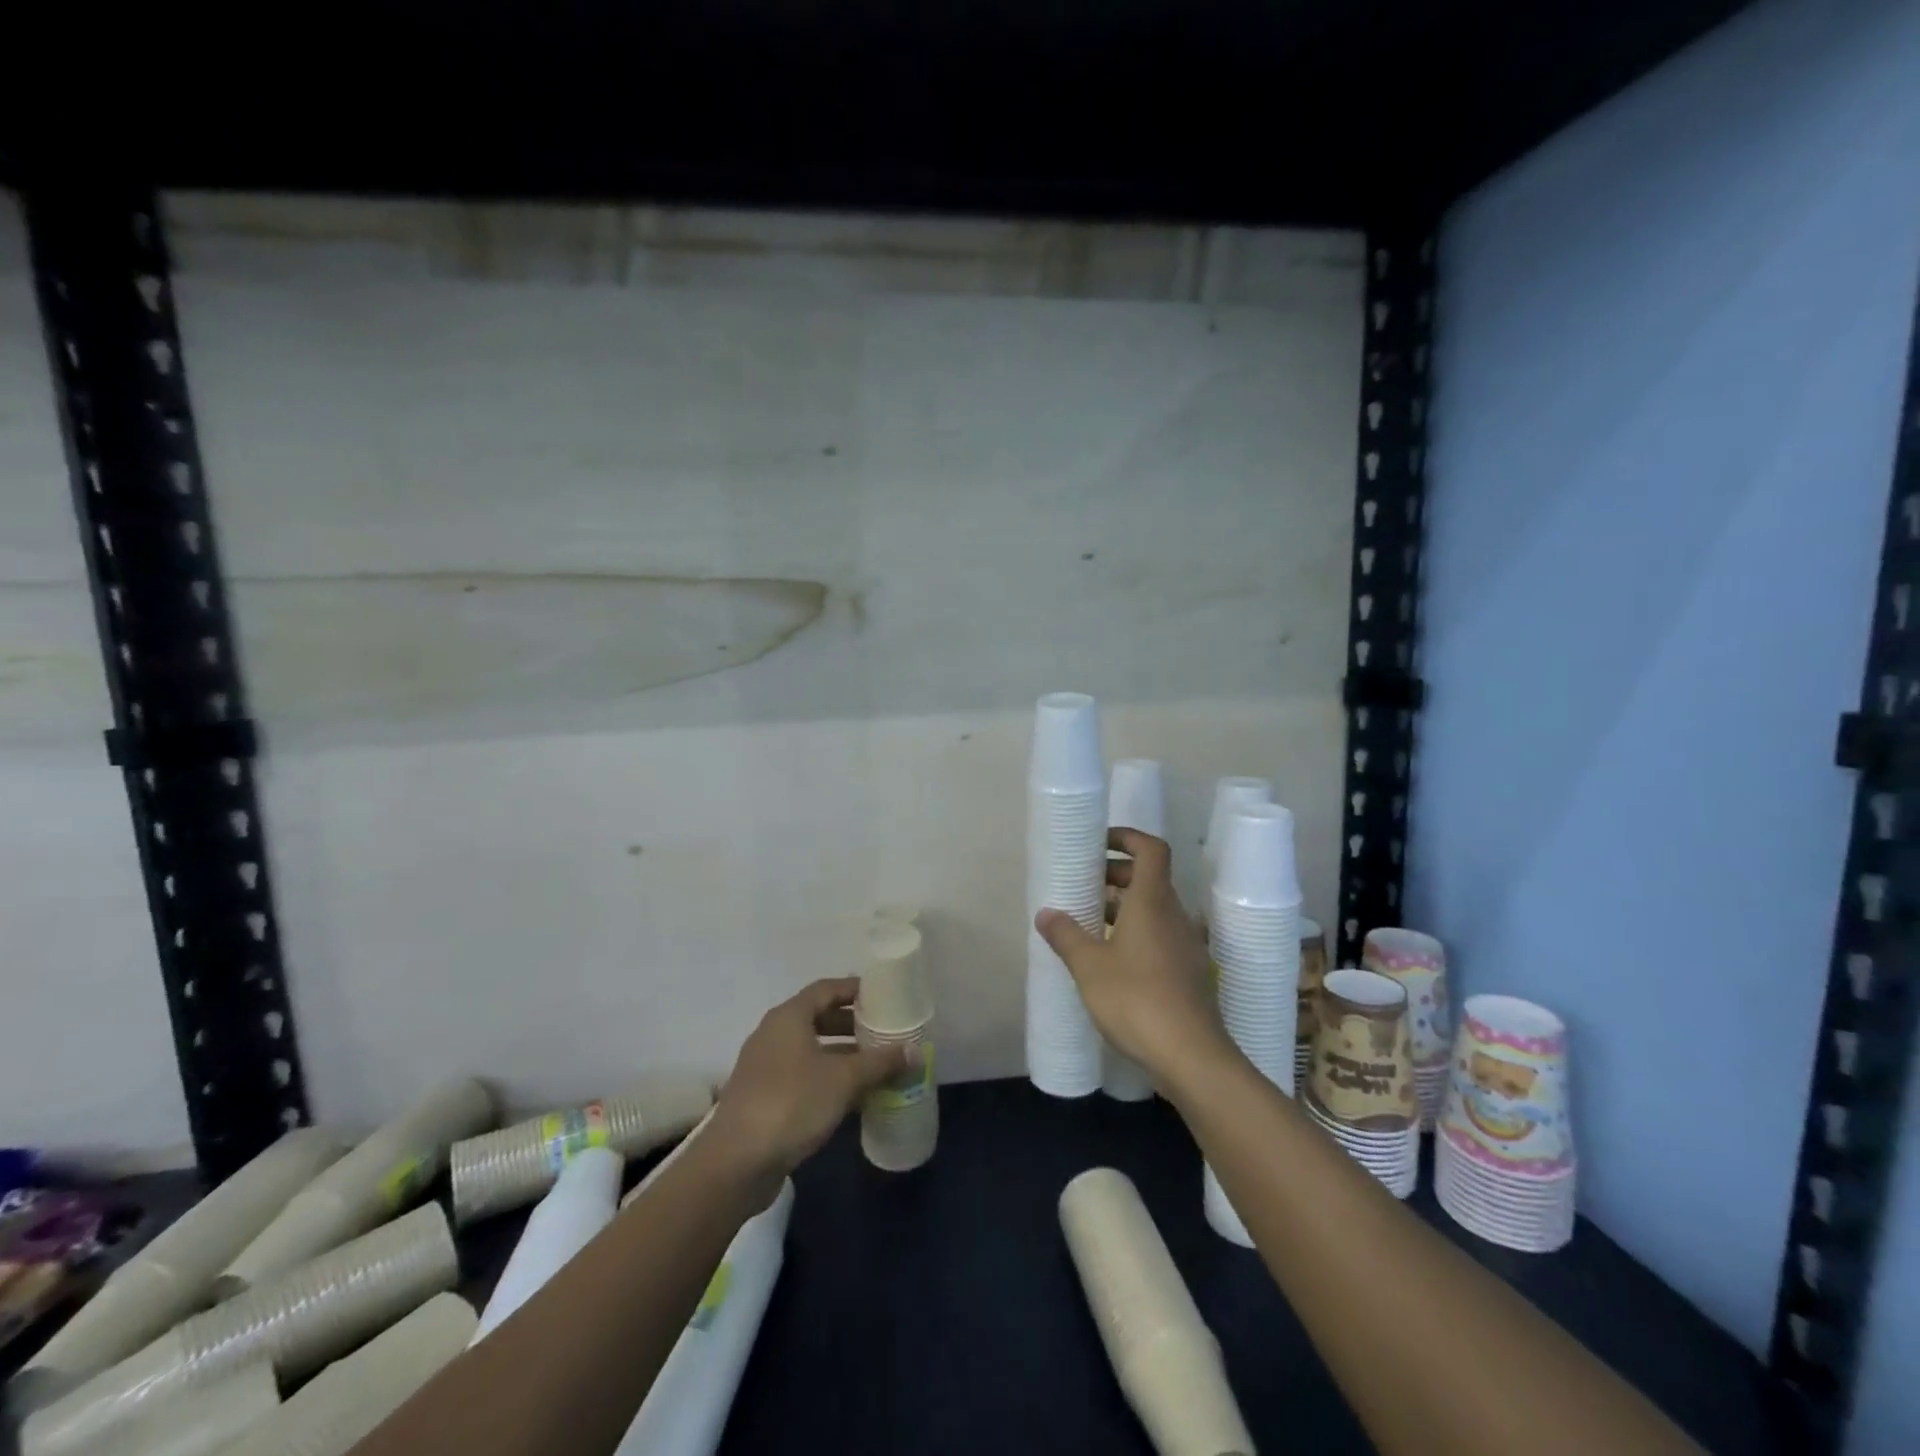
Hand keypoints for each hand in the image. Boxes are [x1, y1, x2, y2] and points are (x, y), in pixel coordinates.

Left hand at [710, 978, 908, 1180]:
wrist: (736, 1163)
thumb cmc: (792, 1104)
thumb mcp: (844, 1080)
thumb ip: (880, 1062)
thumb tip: (915, 1050)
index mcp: (789, 1017)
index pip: (826, 988)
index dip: (855, 989)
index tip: (883, 997)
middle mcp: (774, 1034)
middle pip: (818, 1017)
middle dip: (851, 1024)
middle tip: (883, 1032)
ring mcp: (765, 1067)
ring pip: (811, 1050)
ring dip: (841, 1055)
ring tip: (875, 1065)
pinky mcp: (763, 1098)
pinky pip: (802, 1076)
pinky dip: (827, 1078)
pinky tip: (852, 1097)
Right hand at [1036, 829, 1236, 1086]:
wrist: (1191, 1056)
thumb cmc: (1136, 998)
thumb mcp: (1089, 966)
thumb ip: (1066, 935)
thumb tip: (1045, 913)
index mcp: (1152, 901)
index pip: (1151, 849)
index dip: (1127, 837)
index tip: (1099, 843)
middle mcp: (1174, 915)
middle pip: (1150, 878)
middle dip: (1117, 875)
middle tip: (1084, 886)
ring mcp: (1186, 945)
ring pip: (1155, 910)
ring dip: (1125, 907)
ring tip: (1091, 923)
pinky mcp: (1189, 973)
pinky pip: (1161, 936)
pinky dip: (1137, 934)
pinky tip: (1112, 960)